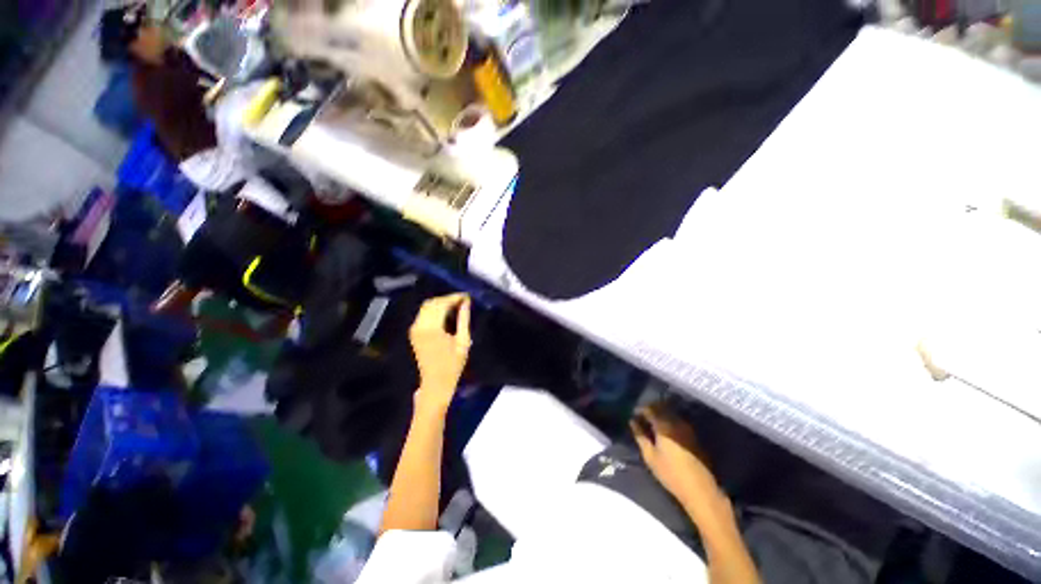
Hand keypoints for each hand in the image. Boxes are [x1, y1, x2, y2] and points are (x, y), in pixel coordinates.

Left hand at [410, 294, 471, 412]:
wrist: (435, 383)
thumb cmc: (453, 365)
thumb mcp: (463, 341)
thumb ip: (464, 319)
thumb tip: (466, 302)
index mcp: (432, 328)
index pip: (442, 304)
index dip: (455, 297)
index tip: (467, 296)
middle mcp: (420, 326)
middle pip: (432, 302)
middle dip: (447, 299)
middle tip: (463, 300)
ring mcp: (414, 329)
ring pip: (426, 307)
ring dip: (441, 303)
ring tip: (456, 305)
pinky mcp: (414, 332)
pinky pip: (423, 314)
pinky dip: (434, 310)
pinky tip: (446, 313)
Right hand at [631, 403, 726, 515]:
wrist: (699, 489)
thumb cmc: (670, 473)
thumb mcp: (650, 456)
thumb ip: (640, 436)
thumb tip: (632, 421)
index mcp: (664, 424)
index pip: (649, 409)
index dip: (639, 410)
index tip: (633, 415)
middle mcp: (676, 421)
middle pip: (660, 408)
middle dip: (649, 411)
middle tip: (640, 419)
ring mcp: (687, 428)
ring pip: (670, 414)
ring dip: (659, 416)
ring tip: (651, 425)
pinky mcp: (693, 436)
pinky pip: (677, 422)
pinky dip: (668, 422)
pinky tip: (664, 432)